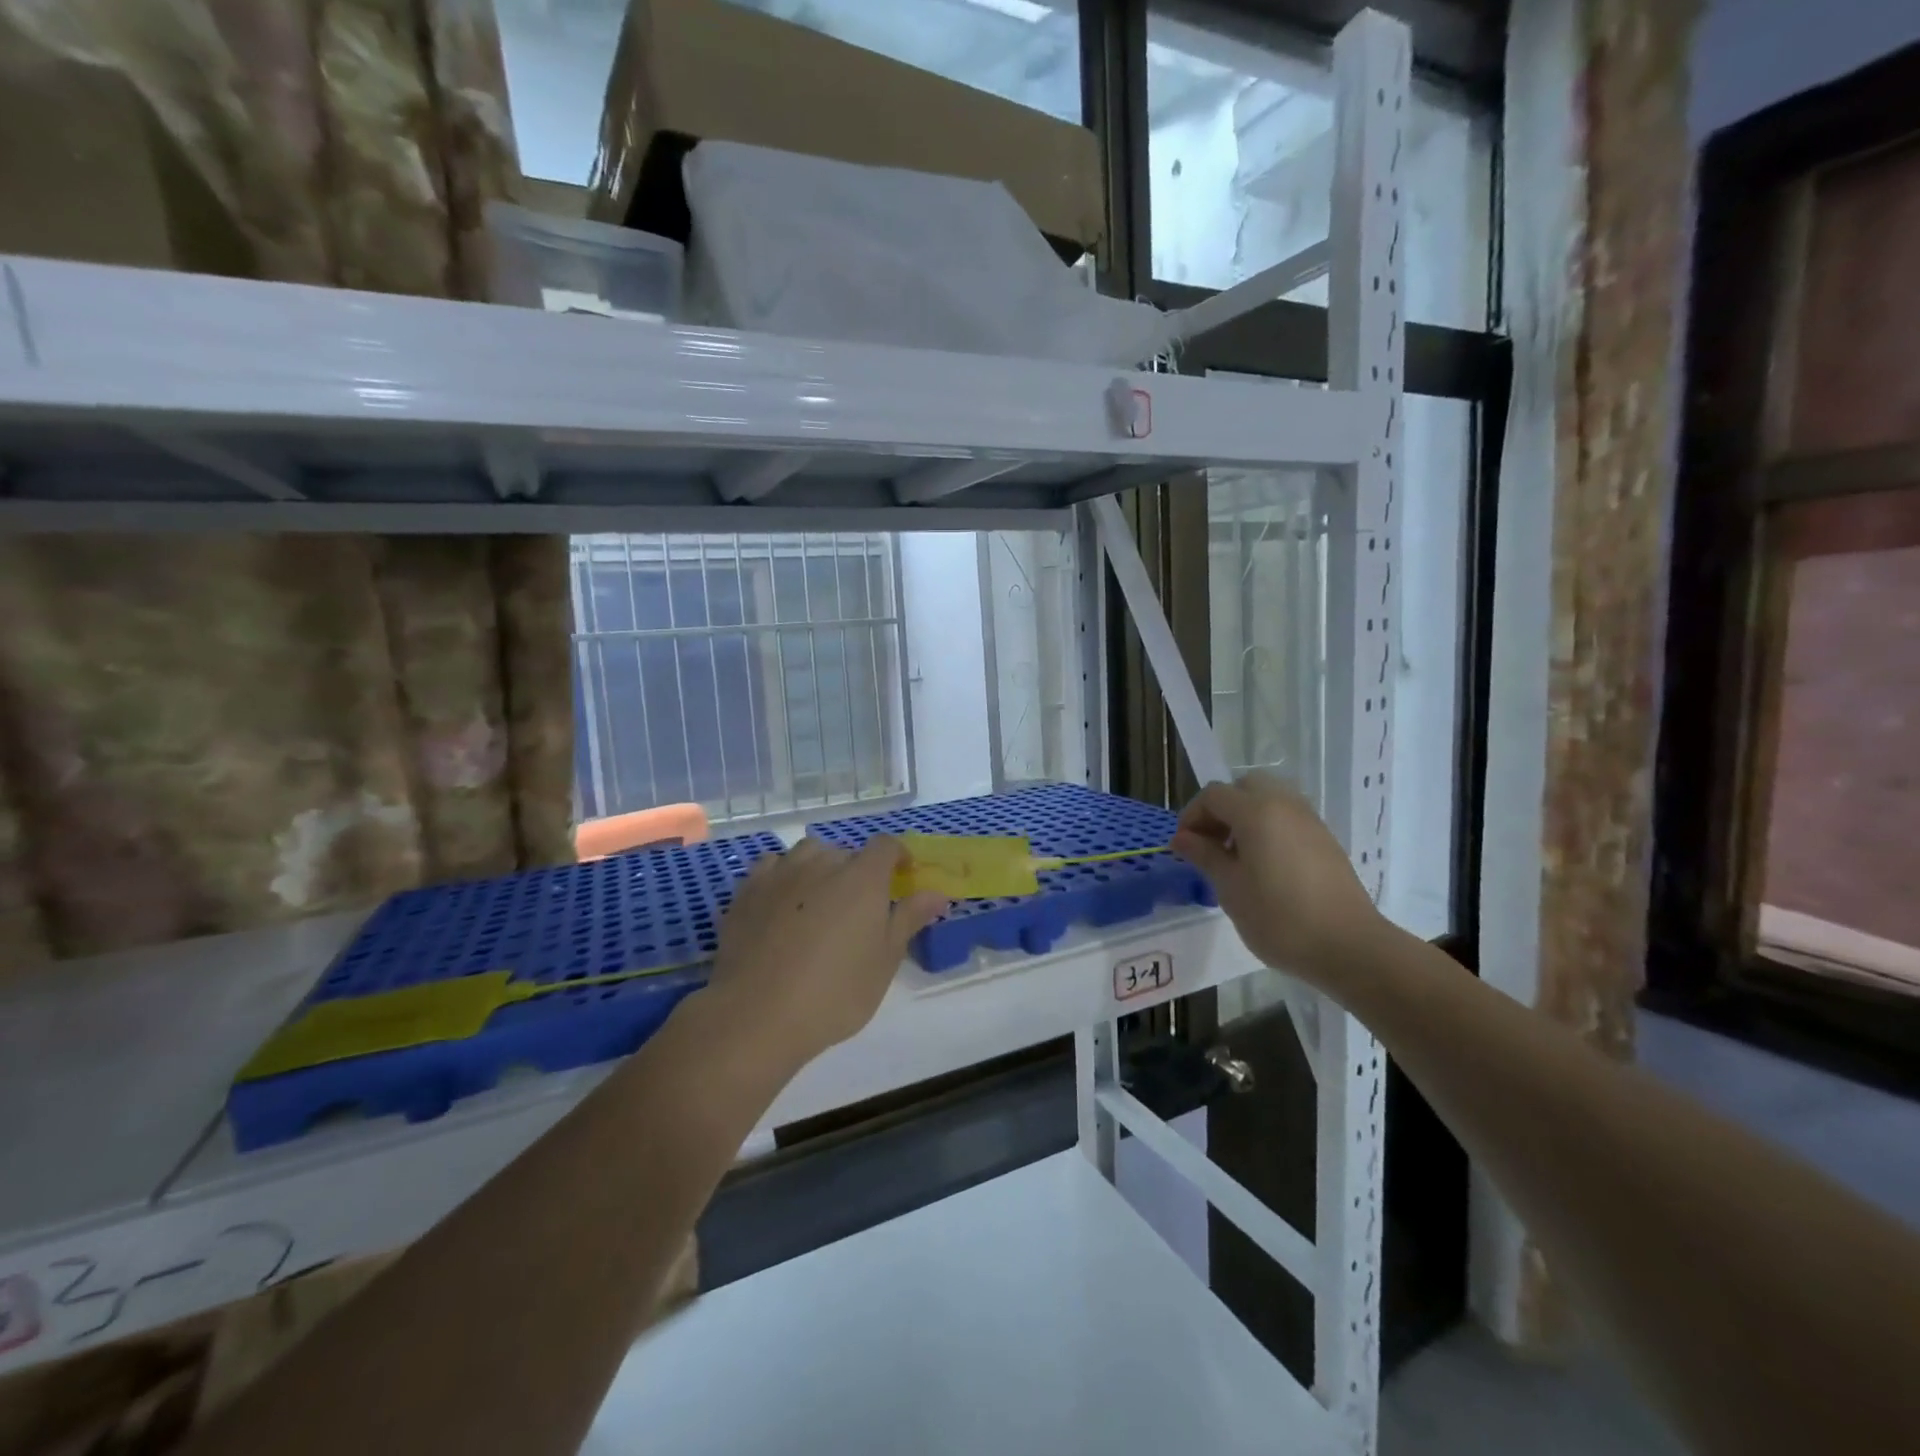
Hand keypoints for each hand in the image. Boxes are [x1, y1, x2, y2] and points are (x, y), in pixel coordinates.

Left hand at [703, 837, 948, 1069]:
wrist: (757, 1014)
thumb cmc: (835, 992)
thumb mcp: (885, 960)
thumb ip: (909, 918)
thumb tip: (936, 893)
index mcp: (862, 877)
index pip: (886, 845)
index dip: (897, 857)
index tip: (902, 877)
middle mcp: (822, 863)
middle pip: (846, 852)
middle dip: (857, 872)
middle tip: (858, 910)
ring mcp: (781, 873)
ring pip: (807, 854)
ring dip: (819, 868)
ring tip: (820, 902)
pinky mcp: (747, 890)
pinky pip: (772, 867)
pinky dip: (783, 877)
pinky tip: (782, 904)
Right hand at [1170, 772, 1388, 991]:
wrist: (1349, 946)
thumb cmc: (1279, 918)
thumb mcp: (1230, 888)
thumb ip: (1204, 855)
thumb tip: (1182, 838)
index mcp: (1257, 811)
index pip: (1213, 795)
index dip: (1192, 816)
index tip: (1185, 847)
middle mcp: (1284, 805)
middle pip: (1244, 787)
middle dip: (1221, 809)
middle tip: (1211, 843)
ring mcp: (1310, 820)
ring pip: (1269, 799)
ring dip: (1245, 816)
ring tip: (1237, 856)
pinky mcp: (1325, 839)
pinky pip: (1288, 817)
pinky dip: (1268, 827)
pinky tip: (1265, 865)